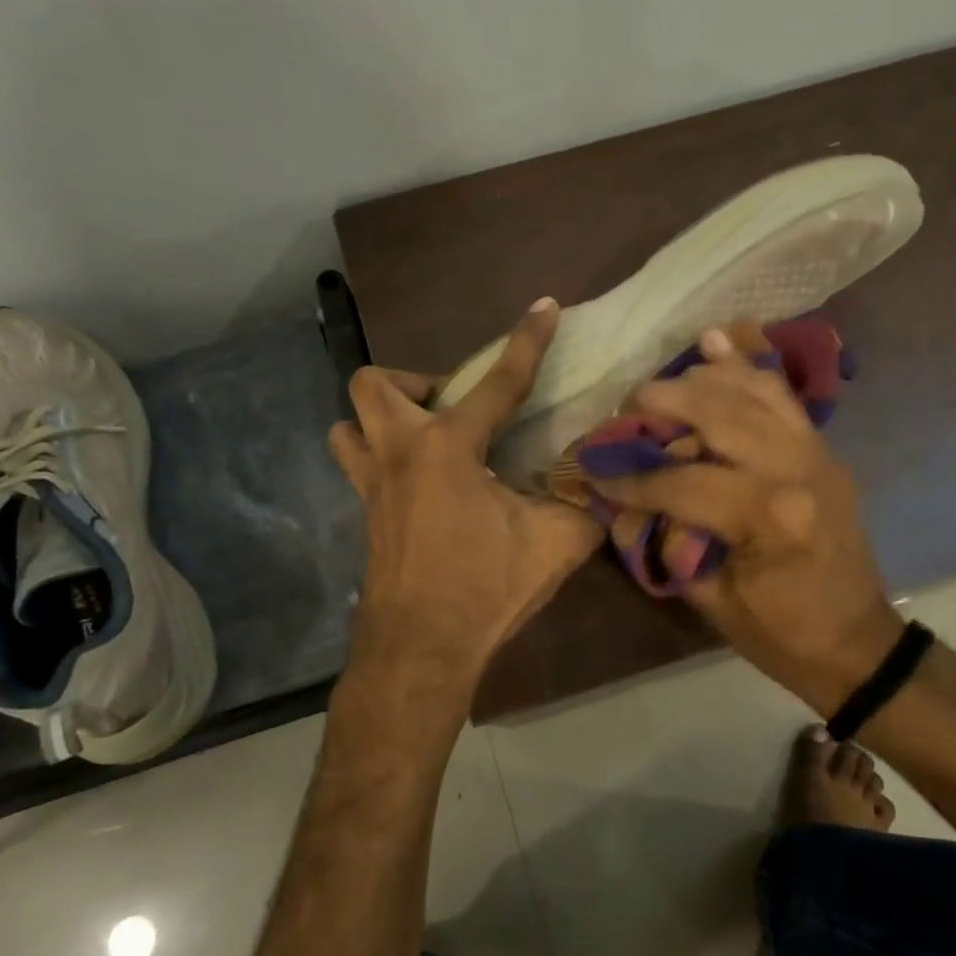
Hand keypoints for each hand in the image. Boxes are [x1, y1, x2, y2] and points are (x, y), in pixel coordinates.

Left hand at [329, 300, 604, 694]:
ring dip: (381, 420)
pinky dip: (382, 459)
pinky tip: (422, 489)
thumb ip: (584, 506)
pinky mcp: (365, 517)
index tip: (544, 306)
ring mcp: (372, 486)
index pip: (497, 383)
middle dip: (413, 382)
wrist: (421, 650)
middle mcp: (400, 453)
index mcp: (449, 449)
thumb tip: (606, 486)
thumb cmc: (485, 590)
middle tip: (453, 410)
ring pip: (349, 425)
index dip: (526, 341)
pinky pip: (359, 466)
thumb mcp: (555, 546)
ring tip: (425, 441)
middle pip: (375, 384)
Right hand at [589, 321, 902, 715]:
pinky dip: (748, 367)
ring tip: (658, 385)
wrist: (856, 642)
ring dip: (701, 378)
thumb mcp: (711, 600)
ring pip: (753, 390)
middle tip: (625, 411)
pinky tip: (718, 340)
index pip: (683, 480)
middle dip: (663, 404)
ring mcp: (818, 452)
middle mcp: (797, 469)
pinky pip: (782, 395)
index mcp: (769, 517)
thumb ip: (664, 543)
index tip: (595, 471)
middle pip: (719, 413)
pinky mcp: (825, 449)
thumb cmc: (781, 634)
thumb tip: (620, 504)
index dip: (633, 477)